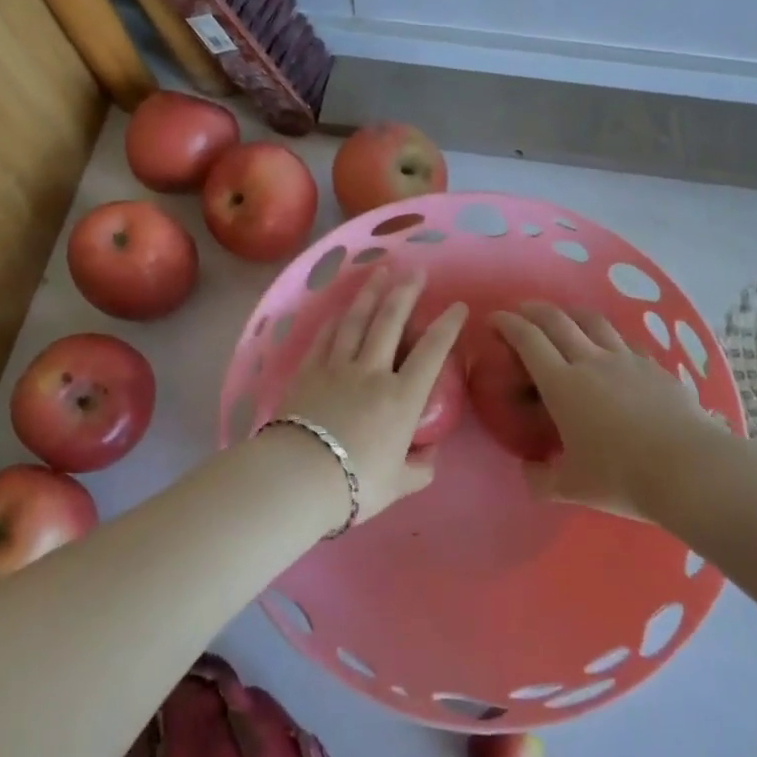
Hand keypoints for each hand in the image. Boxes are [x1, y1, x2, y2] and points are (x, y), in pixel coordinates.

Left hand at [275, 270, 467, 525]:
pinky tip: (341, 310)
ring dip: (370, 294)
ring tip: (380, 271)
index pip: (431, 353)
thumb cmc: (355, 484)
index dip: (447, 326)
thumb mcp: (398, 485)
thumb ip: (419, 469)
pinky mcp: (308, 372)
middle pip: (390, 322)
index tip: (458, 306)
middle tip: (416, 271)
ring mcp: (337, 368)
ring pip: (357, 321)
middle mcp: (372, 373)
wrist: (298, 477)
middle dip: (406, 293)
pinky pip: (325, 338)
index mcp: (401, 399)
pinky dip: (335, 320)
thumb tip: (430, 457)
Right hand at [493, 302, 733, 519]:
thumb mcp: (572, 488)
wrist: (688, 469)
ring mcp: (626, 359)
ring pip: (593, 321)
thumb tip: (527, 473)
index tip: (495, 318)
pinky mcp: (654, 366)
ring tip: (564, 317)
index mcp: (562, 385)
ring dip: (571, 313)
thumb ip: (542, 479)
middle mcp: (591, 361)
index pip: (528, 340)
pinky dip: (607, 336)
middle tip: (521, 311)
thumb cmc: (621, 477)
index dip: (508, 323)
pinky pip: (624, 340)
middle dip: (533, 310)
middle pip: (557, 320)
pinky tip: (610, 347)